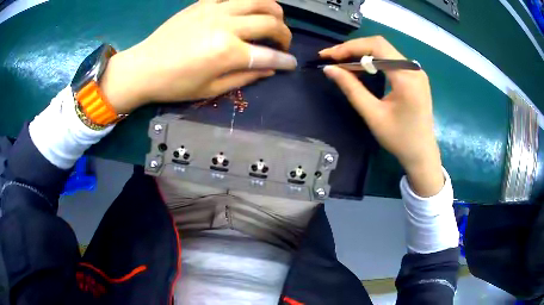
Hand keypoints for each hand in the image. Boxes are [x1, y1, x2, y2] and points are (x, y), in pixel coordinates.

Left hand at [100, 0, 296, 113]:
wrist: (143, 67)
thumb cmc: (175, 84)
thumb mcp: (211, 89)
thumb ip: (245, 76)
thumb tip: (270, 68)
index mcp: (228, 52)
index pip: (269, 54)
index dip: (286, 60)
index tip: (292, 64)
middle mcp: (226, 25)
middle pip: (271, 21)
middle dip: (285, 34)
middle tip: (282, 43)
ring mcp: (215, 10)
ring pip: (259, 0)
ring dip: (274, 10)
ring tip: (273, 20)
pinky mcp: (204, 3)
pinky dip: (248, 0)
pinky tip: (248, 8)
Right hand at [320, 36, 443, 196]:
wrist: (422, 154)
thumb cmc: (399, 139)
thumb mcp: (373, 115)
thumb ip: (351, 88)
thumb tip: (329, 69)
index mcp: (407, 77)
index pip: (376, 47)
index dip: (350, 47)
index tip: (328, 56)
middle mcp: (414, 68)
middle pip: (380, 45)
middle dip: (353, 49)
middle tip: (332, 58)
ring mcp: (416, 72)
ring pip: (385, 51)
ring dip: (362, 54)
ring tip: (342, 63)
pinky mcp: (415, 77)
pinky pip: (391, 60)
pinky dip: (374, 61)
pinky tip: (362, 69)